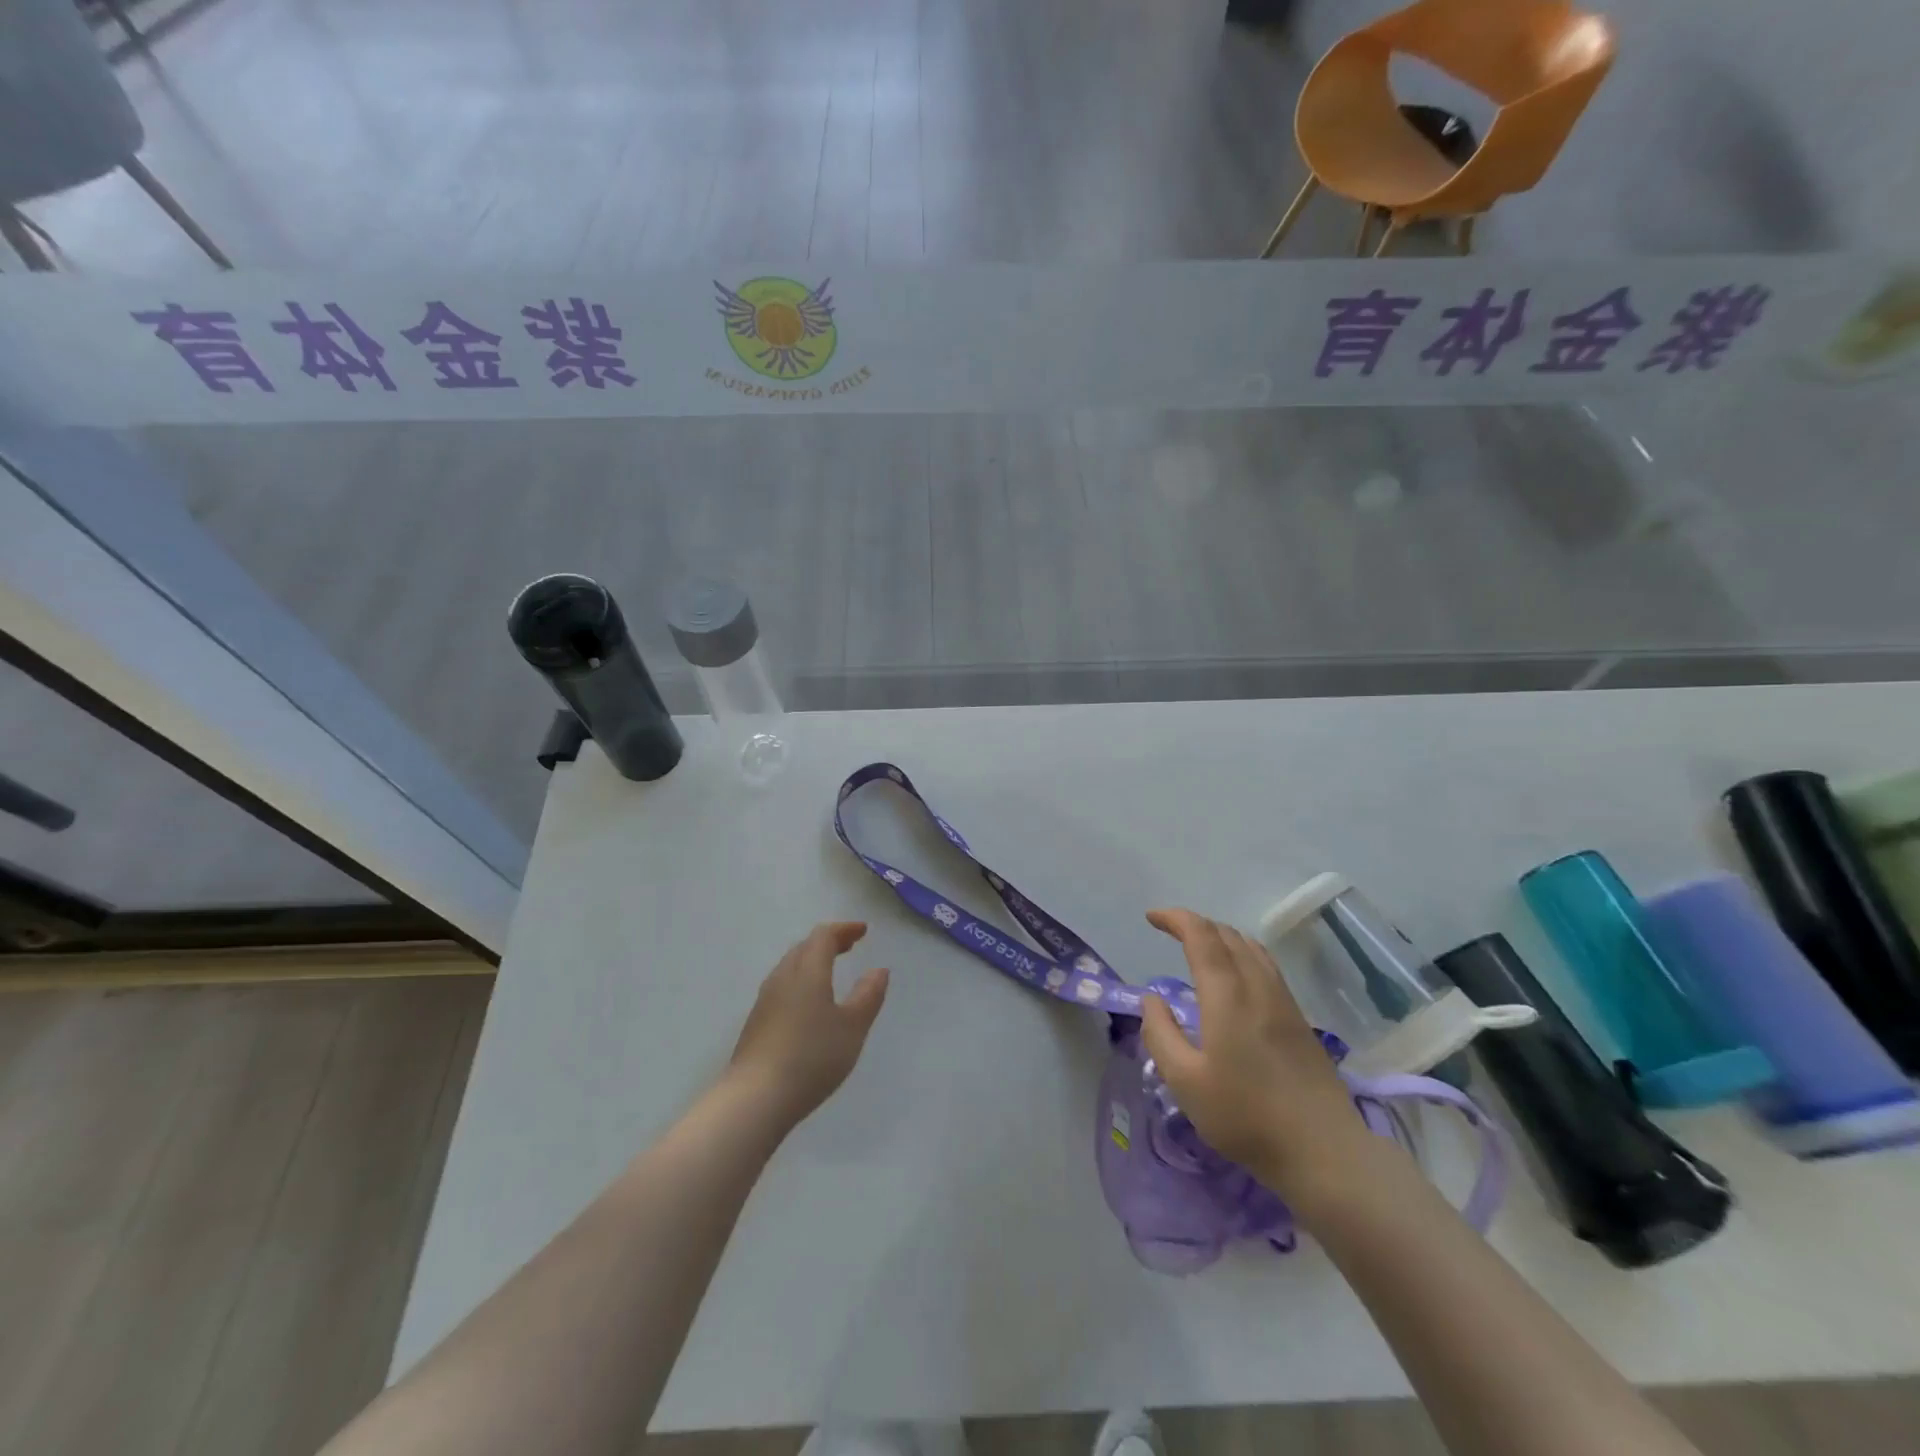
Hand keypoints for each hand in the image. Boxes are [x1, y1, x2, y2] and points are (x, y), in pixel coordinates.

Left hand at [727, 922, 888, 1129]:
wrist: (756, 1098)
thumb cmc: (812, 1057)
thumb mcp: (853, 1027)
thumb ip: (868, 995)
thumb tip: (879, 970)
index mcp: (808, 971)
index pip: (823, 936)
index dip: (844, 929)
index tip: (863, 931)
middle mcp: (783, 978)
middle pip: (804, 947)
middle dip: (828, 942)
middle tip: (849, 946)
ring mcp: (765, 1000)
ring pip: (790, 967)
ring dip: (811, 961)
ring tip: (830, 972)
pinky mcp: (756, 1022)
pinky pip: (782, 987)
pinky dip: (800, 981)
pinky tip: (808, 1003)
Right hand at [1140, 909, 1370, 1197]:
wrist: (1324, 1151)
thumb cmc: (1246, 1116)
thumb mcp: (1185, 1081)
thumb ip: (1160, 1034)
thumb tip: (1152, 998)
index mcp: (1227, 995)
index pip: (1201, 936)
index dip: (1175, 919)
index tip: (1151, 918)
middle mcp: (1258, 987)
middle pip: (1228, 935)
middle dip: (1196, 924)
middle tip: (1170, 931)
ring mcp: (1284, 1002)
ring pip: (1252, 948)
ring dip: (1221, 937)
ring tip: (1200, 947)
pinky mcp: (1299, 1020)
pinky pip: (1266, 966)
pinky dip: (1242, 954)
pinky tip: (1236, 977)